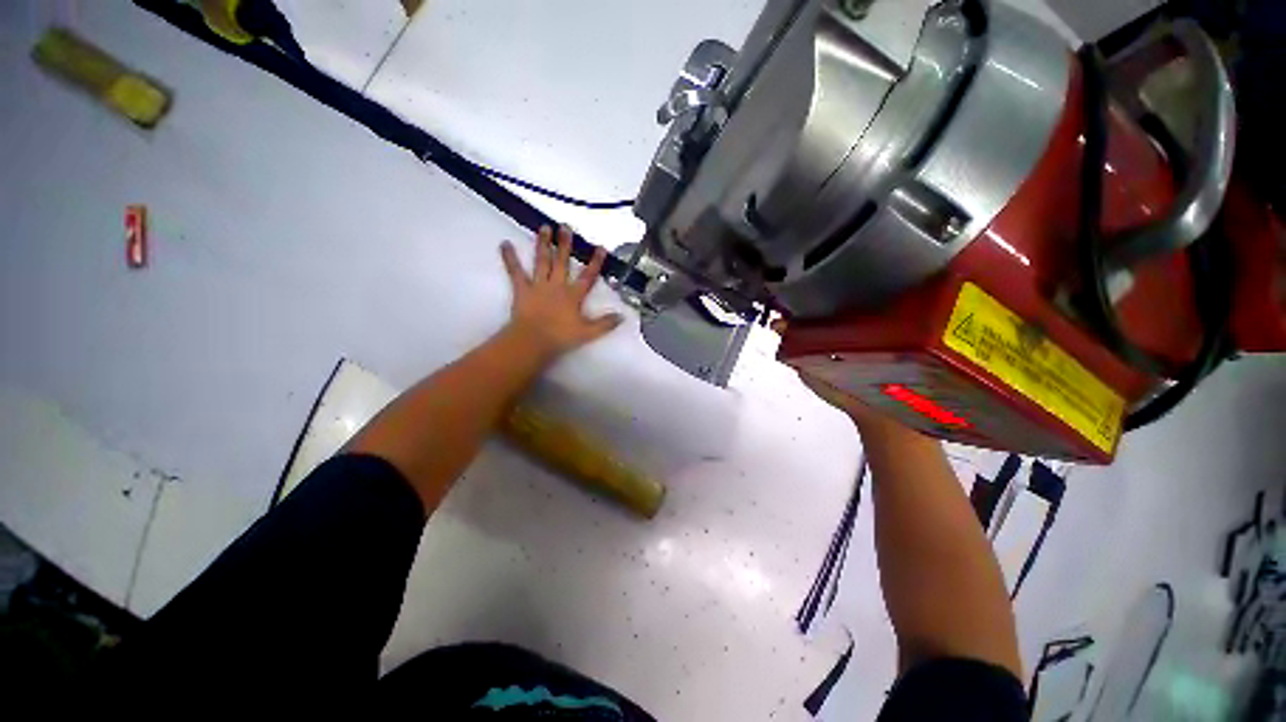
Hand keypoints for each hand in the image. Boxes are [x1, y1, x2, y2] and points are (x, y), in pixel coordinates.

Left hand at [500, 225, 623, 358]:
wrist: (534, 340)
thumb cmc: (561, 337)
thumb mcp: (587, 332)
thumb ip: (605, 324)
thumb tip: (622, 317)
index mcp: (573, 295)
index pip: (587, 276)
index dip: (595, 262)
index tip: (601, 247)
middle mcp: (557, 285)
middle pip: (562, 262)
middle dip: (565, 244)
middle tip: (566, 226)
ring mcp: (538, 285)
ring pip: (542, 261)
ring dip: (543, 244)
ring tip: (544, 227)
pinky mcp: (522, 289)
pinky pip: (515, 271)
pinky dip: (509, 258)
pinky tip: (504, 244)